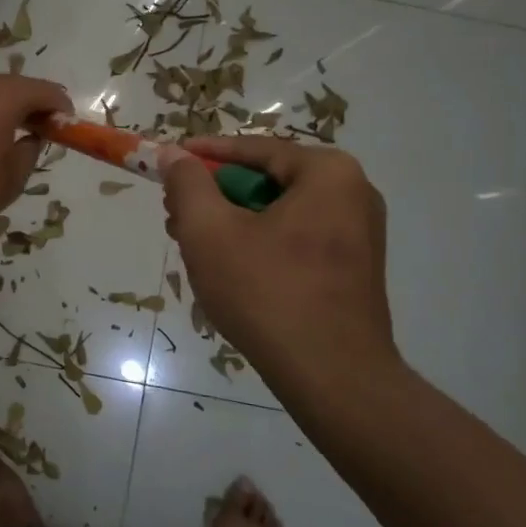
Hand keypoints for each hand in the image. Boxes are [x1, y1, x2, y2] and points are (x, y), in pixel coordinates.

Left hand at [0, 73, 72, 237]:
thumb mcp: (14, 175)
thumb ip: (31, 149)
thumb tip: (32, 137)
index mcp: (2, 96)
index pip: (44, 90)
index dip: (60, 106)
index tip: (68, 125)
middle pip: (15, 85)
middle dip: (34, 103)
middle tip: (45, 127)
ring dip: (7, 106)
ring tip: (15, 131)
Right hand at [162, 135, 401, 408]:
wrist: (333, 377)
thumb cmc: (268, 293)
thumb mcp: (210, 231)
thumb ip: (187, 184)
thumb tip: (173, 155)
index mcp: (328, 172)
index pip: (253, 149)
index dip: (202, 154)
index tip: (166, 161)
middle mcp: (354, 194)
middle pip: (266, 181)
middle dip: (216, 196)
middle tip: (175, 215)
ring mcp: (359, 234)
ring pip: (279, 214)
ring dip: (233, 224)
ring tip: (194, 248)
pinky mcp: (354, 269)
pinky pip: (297, 240)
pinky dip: (260, 245)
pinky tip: (231, 272)